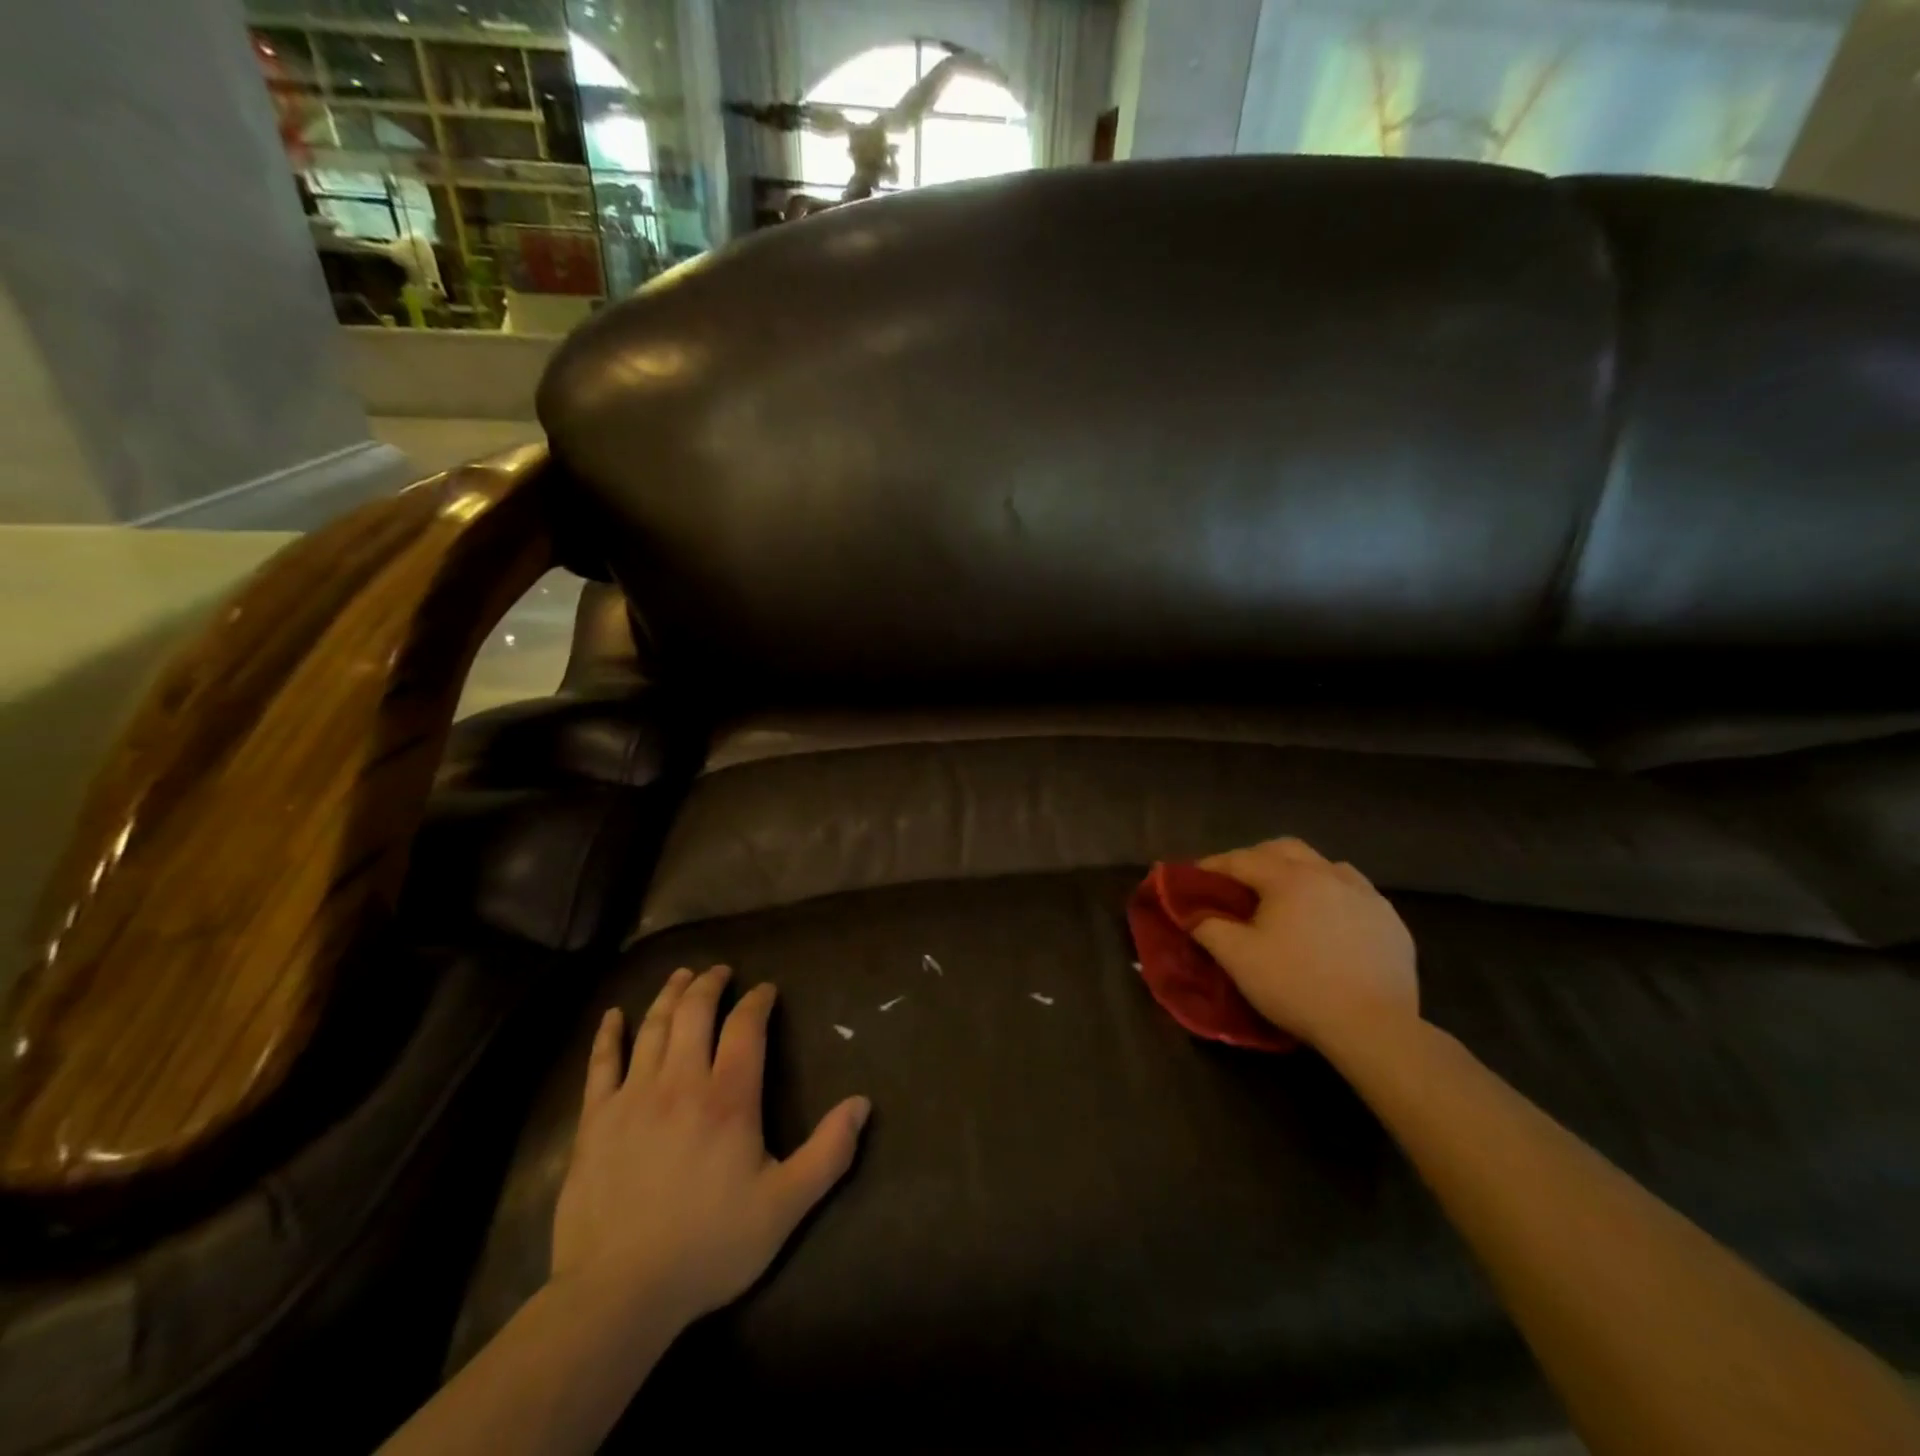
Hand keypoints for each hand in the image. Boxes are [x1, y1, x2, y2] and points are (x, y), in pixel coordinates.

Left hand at [551, 966, 870, 1328]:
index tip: (765, 989)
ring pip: (654, 1027)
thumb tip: (862, 1103)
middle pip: (696, 1013)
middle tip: (720, 970)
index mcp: (729, 1098)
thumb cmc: (709, 1246)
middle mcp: (681, 1082)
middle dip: (710, 984)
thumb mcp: (785, 1206)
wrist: (617, 1294)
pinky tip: (614, 1015)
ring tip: (681, 975)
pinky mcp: (594, 1120)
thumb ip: (828, 1152)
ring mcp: (633, 1097)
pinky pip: (601, 1064)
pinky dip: (608, 1034)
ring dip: (670, 995)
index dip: (757, 1001)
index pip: (746, 1028)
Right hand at [1191, 838, 1417, 1055]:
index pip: (1241, 859)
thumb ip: (1209, 928)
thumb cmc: (1297, 986)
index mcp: (1289, 878)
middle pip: (1285, 849)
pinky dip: (1331, 895)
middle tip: (1238, 881)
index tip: (1194, 877)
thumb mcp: (1238, 959)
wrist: (1373, 1027)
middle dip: (1256, 858)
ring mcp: (1366, 895)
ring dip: (1298, 872)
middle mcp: (1328, 874)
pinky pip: (1354, 892)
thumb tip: (1194, 914)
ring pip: (1324, 866)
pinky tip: (1327, 921)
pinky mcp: (1391, 921)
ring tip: (1286, 898)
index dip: (1213, 866)